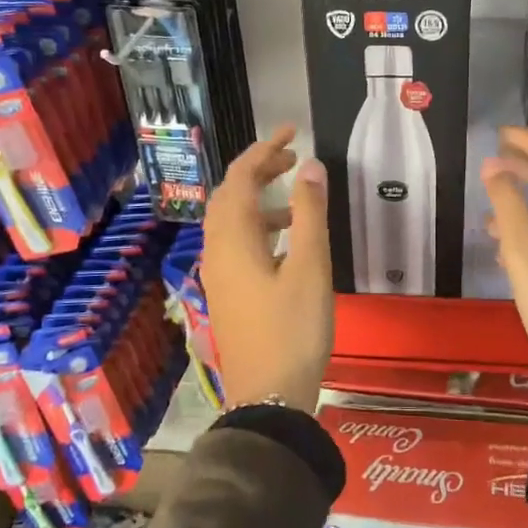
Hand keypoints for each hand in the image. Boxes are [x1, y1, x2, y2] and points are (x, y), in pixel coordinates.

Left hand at [202, 124, 333, 409]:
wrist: (269, 396)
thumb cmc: (293, 329)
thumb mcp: (310, 267)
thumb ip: (309, 213)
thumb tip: (310, 165)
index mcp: (233, 239)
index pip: (240, 177)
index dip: (264, 148)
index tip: (293, 130)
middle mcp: (217, 250)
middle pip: (231, 196)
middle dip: (259, 170)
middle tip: (294, 158)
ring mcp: (218, 274)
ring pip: (232, 221)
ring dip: (260, 200)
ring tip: (297, 199)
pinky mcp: (228, 293)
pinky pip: (237, 244)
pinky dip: (259, 228)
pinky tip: (287, 242)